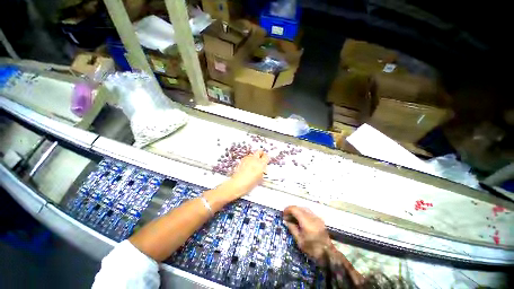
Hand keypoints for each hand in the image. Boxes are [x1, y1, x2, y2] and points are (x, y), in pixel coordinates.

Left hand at [228, 150, 268, 197]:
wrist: (238, 183)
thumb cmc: (250, 183)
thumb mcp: (260, 178)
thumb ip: (262, 171)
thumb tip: (263, 169)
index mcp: (261, 163)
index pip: (266, 156)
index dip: (266, 158)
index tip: (266, 160)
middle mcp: (254, 159)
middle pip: (259, 151)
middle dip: (261, 154)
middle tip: (261, 159)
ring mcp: (247, 158)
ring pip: (253, 154)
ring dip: (254, 157)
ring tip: (254, 164)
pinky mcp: (242, 160)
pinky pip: (247, 157)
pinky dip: (248, 160)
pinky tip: (247, 166)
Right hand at [283, 206, 331, 264]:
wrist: (328, 254)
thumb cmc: (312, 249)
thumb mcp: (299, 241)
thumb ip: (292, 228)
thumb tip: (286, 220)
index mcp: (306, 221)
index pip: (295, 209)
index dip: (287, 210)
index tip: (283, 215)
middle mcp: (312, 216)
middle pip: (299, 207)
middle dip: (291, 210)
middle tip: (287, 216)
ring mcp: (316, 217)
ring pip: (304, 208)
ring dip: (297, 210)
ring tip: (292, 217)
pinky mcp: (319, 219)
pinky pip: (308, 211)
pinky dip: (302, 212)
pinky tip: (300, 219)